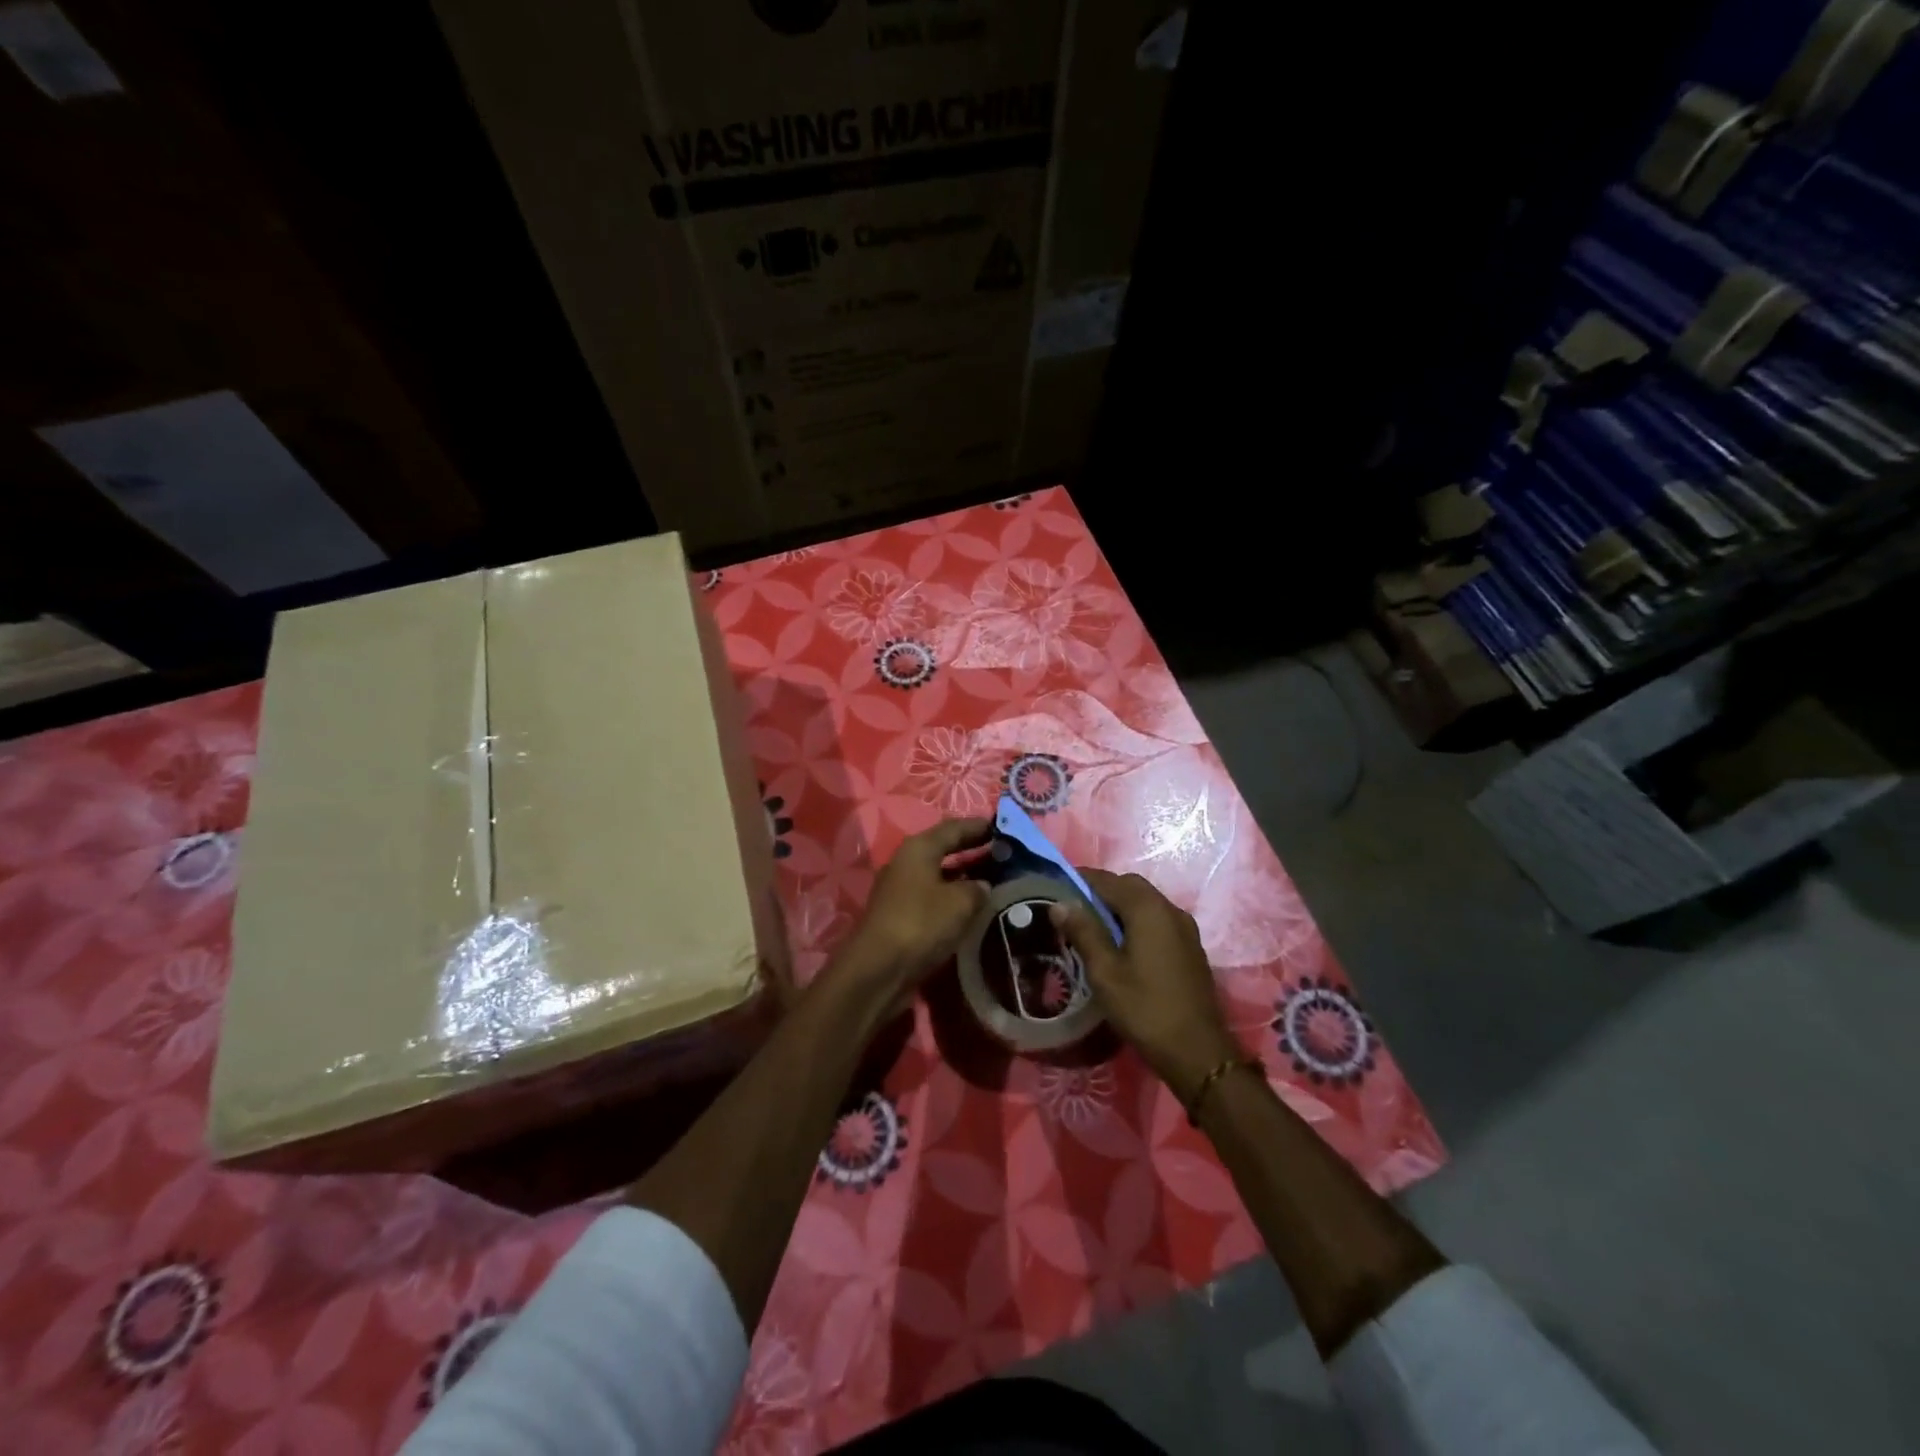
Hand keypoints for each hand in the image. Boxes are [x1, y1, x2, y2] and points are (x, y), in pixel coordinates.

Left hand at [833, 818, 992, 1013]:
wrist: (878, 969)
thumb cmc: (921, 923)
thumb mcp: (960, 902)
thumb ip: (978, 888)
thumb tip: (983, 886)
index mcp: (918, 848)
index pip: (953, 828)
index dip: (978, 827)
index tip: (1003, 827)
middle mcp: (906, 863)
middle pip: (944, 849)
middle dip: (972, 850)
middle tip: (1003, 852)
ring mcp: (901, 890)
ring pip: (939, 875)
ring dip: (964, 876)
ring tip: (995, 880)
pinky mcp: (901, 916)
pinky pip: (934, 897)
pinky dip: (953, 898)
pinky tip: (973, 908)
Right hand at [1050, 868, 1238, 1103]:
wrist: (1198, 1052)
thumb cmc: (1145, 1009)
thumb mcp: (1105, 972)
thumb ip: (1083, 932)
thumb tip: (1060, 904)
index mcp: (1148, 909)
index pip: (1108, 880)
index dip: (1081, 880)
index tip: (1056, 887)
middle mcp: (1170, 909)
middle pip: (1130, 887)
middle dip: (1101, 892)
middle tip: (1073, 910)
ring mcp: (1184, 928)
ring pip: (1146, 903)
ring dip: (1119, 907)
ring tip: (1092, 928)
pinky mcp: (1190, 947)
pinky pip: (1158, 920)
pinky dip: (1136, 921)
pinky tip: (1121, 945)